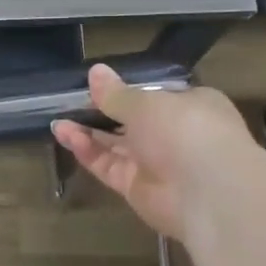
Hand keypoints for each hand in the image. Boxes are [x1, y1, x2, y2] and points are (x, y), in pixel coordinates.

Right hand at [51, 64, 252, 240]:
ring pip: (115, 145)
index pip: (155, 97)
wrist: (208, 193)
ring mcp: (156, 163)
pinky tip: (65, 135)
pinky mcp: (137, 188)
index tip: (97, 86)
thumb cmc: (185, 130)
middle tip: (69, 103)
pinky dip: (88, 151)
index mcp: (190, 106)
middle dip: (101, 113)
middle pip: (131, 122)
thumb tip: (95, 72)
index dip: (127, 92)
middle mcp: (174, 134)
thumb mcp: (146, 103)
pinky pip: (108, 165)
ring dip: (87, 132)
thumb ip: (116, 94)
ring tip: (58, 120)